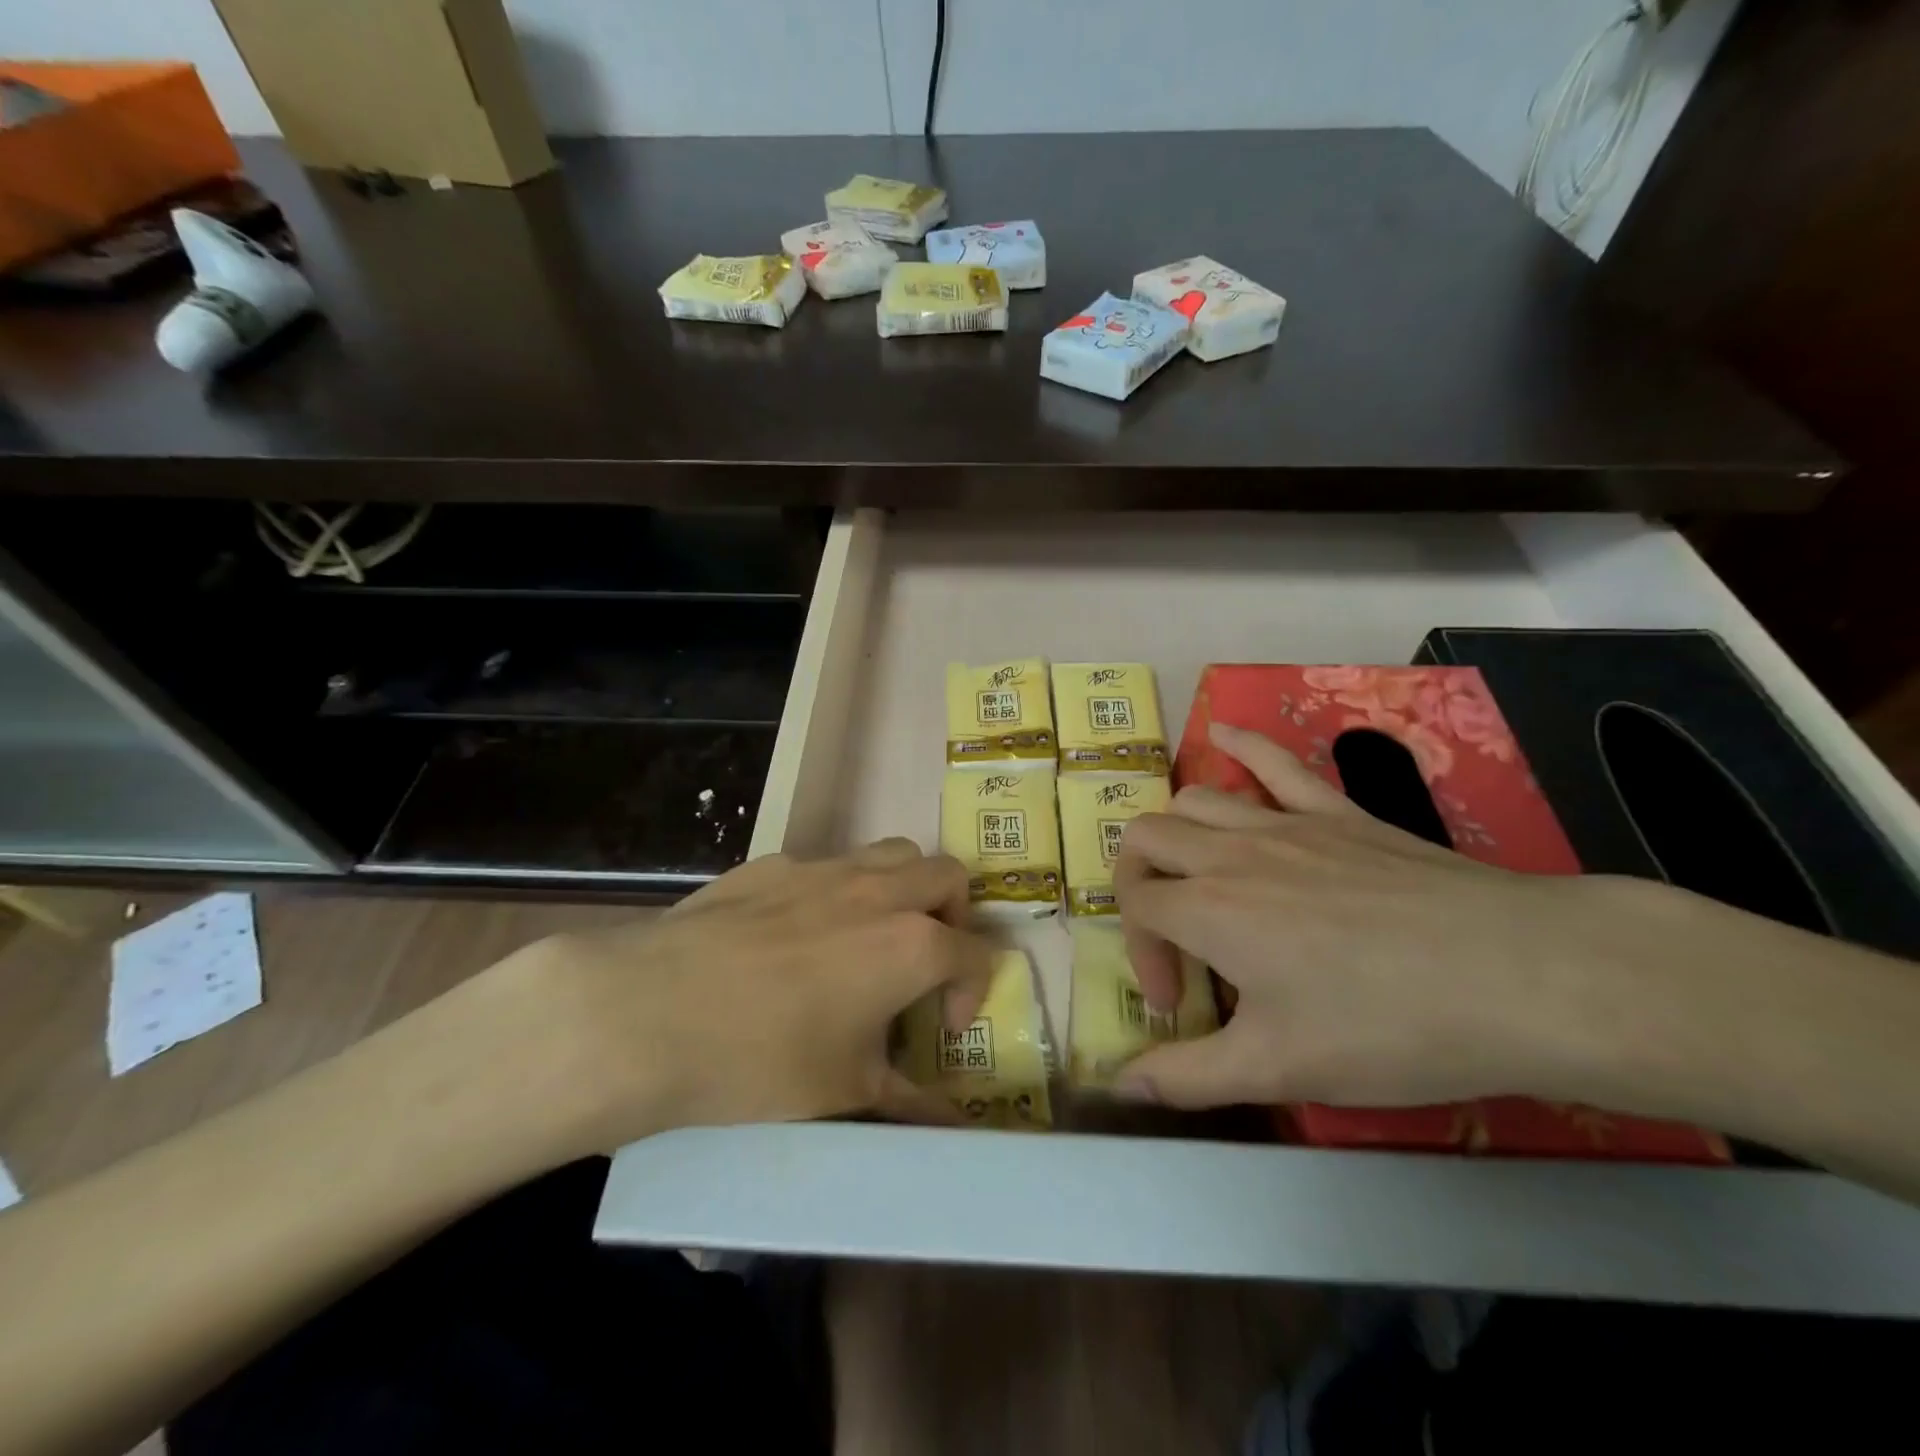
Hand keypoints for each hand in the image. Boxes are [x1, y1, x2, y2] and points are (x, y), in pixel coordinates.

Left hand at [503, 840, 991, 1150]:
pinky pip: (827, 865)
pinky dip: (838, 891)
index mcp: (912, 944)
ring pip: (892, 853)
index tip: (942, 1028)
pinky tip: (796, 936)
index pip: (976, 952)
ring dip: (903, 887)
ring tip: (873, 936)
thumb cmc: (761, 1060)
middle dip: (954, 915)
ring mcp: (823, 869)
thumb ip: (911, 1104)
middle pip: (947, 876)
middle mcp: (878, 891)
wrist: (647, 1013)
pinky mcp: (772, 864)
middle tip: (924, 962)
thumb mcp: (845, 1092)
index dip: (972, 991)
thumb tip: (955, 1128)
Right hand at [1112, 722, 1645, 1110]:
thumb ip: (1188, 1077)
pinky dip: (1239, 745)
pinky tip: (1220, 735)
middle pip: (1147, 839)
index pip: (1136, 908)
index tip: (1181, 1006)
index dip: (1141, 953)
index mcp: (1209, 910)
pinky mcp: (1337, 811)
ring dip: (1175, 832)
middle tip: (1175, 937)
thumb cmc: (1389, 1027)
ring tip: (1192, 874)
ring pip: (1194, 799)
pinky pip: (1276, 761)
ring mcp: (1286, 823)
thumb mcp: (1280, 1069)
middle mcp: (1231, 852)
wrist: (1520, 977)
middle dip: (1138, 884)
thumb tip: (1120, 1088)